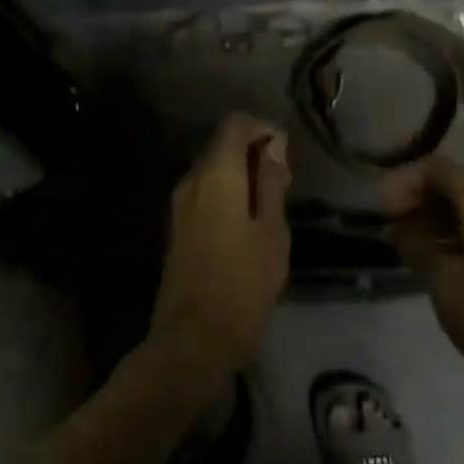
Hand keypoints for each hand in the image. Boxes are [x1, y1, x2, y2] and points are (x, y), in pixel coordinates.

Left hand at [149, 114, 292, 382]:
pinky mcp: (177, 226)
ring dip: (243, 175)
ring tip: (271, 208)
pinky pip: (206, 192)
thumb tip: (272, 145)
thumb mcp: (272, 231)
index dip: (264, 129)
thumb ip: (271, 183)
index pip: (236, 123)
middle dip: (255, 153)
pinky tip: (248, 225)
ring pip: (214, 169)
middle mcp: (192, 180)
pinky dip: (229, 193)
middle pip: (223, 144)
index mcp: (217, 175)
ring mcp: (180, 204)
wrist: (192, 339)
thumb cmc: (243, 284)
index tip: (286, 157)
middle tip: (284, 186)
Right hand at [384, 158, 463, 398]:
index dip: (406, 181)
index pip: (439, 170)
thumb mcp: (442, 279)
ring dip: (430, 219)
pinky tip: (426, 257)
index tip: (383, 207)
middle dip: (417, 199)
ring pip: (463, 210)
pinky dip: (447, 236)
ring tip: (401, 242)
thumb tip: (397, 228)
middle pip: (452, 186)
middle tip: (389, 224)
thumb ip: (416, 244)